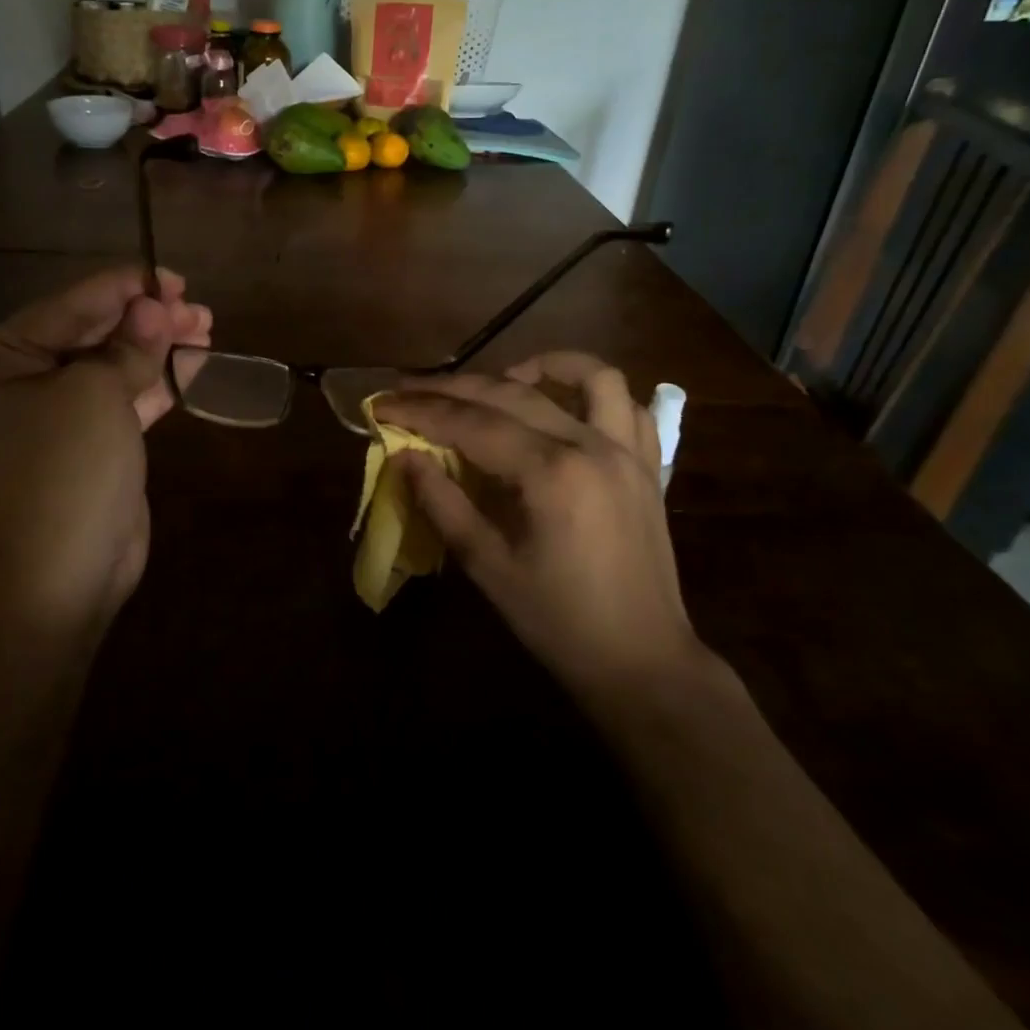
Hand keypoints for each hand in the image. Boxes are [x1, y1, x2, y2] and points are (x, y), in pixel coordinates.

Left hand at [0, 266, 209, 631]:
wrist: (69, 574)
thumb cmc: (68, 469)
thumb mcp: (98, 393)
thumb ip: (130, 343)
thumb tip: (156, 306)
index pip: (68, 307)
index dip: (123, 287)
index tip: (171, 277)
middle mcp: (18, 383)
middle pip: (92, 333)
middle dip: (147, 318)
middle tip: (196, 306)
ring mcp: (54, 416)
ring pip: (112, 364)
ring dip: (158, 347)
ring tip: (206, 328)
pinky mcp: (87, 443)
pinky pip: (122, 398)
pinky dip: (156, 381)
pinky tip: (193, 364)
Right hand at [373, 354, 704, 700]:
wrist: (642, 663)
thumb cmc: (558, 622)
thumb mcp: (487, 566)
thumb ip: (442, 503)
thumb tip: (404, 457)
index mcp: (550, 473)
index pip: (471, 423)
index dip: (420, 410)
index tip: (381, 403)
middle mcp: (591, 446)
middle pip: (511, 394)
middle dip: (452, 388)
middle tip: (410, 390)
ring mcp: (627, 451)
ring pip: (589, 376)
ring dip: (542, 366)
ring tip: (502, 379)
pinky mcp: (648, 466)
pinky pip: (629, 407)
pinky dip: (594, 392)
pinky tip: (564, 405)